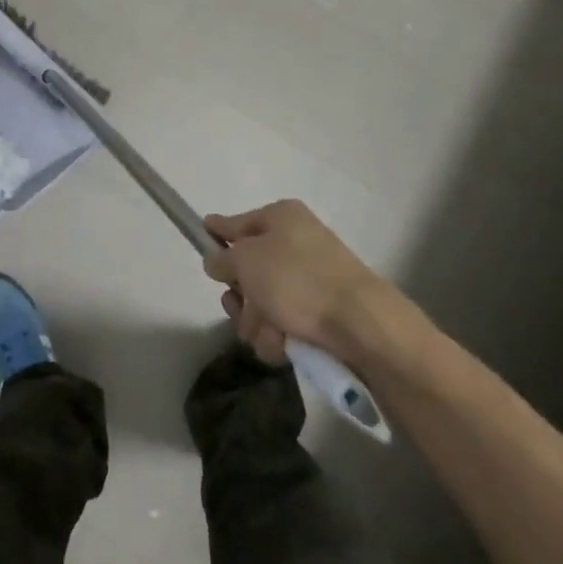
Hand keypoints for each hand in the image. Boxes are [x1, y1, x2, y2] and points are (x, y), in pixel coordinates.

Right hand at [202, 199, 403, 364]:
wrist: (361, 323)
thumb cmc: (297, 280)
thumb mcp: (246, 260)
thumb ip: (223, 258)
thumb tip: (216, 259)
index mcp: (281, 217)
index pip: (237, 222)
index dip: (217, 232)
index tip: (201, 236)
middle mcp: (297, 241)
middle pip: (250, 269)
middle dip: (241, 297)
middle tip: (239, 309)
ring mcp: (312, 277)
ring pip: (265, 302)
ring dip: (258, 323)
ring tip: (269, 336)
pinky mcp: (324, 310)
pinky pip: (287, 322)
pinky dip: (280, 336)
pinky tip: (284, 346)